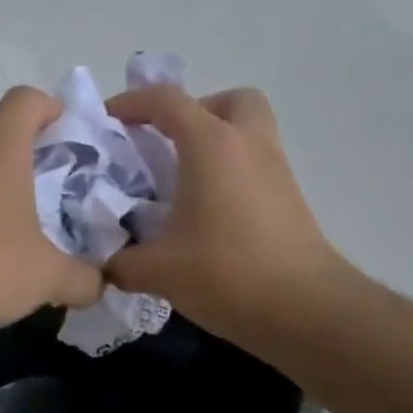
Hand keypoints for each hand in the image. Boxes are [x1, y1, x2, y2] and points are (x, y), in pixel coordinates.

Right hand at [103, 85, 352, 349]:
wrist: (308, 312)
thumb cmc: (228, 273)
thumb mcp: (158, 270)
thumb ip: (120, 262)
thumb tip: (104, 264)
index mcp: (211, 144)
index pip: (166, 100)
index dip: (130, 103)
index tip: (106, 121)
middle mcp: (248, 144)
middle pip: (228, 100)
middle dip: (194, 111)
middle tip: (167, 142)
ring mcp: (276, 170)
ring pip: (248, 131)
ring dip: (215, 141)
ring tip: (183, 179)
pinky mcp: (290, 198)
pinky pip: (255, 164)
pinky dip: (230, 172)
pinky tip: (207, 212)